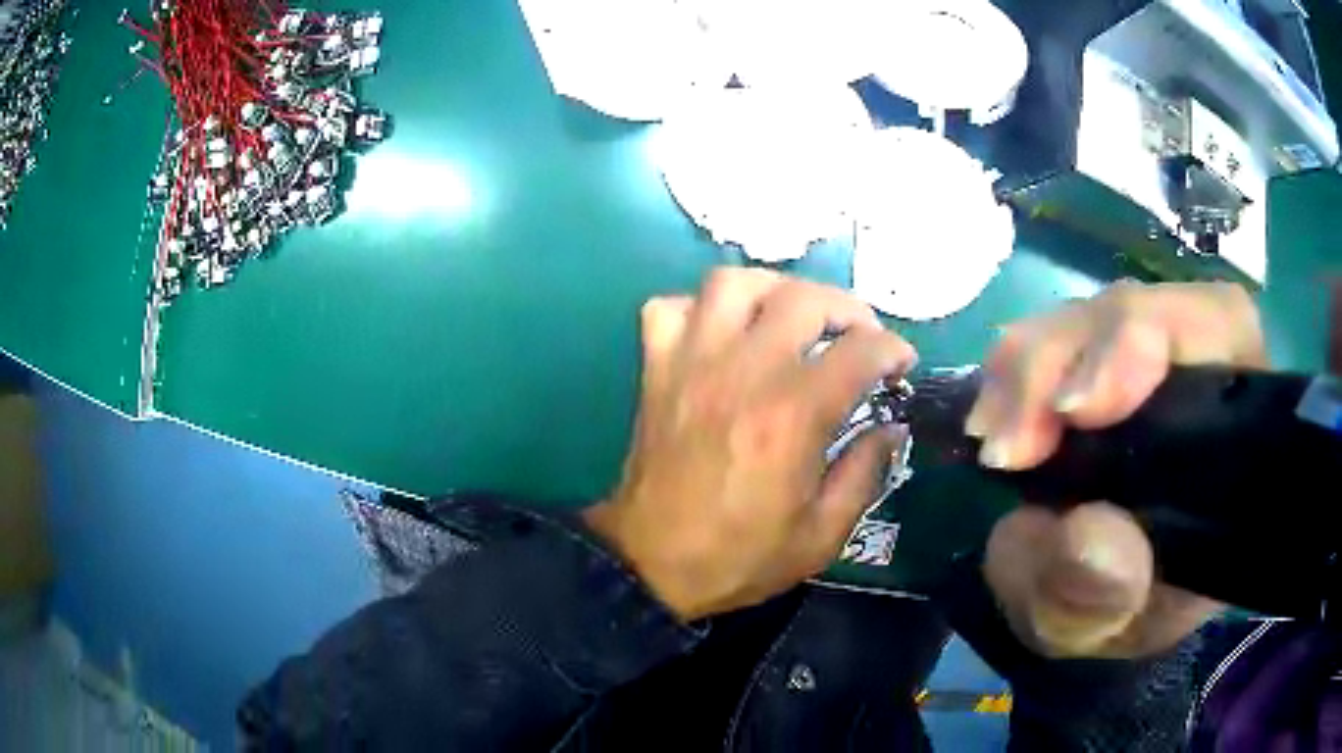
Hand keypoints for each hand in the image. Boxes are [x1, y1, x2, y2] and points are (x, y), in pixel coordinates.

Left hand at [584, 268, 916, 621]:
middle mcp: (744, 373)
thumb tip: (890, 428)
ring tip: (794, 318)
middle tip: (859, 337)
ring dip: (774, 290)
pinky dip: (702, 308)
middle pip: (803, 298)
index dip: (893, 349)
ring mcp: (692, 364)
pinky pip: (671, 308)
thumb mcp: (820, 536)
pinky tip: (724, 334)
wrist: (650, 564)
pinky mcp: (657, 370)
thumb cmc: (739, 556)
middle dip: (847, 308)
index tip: (901, 365)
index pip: (859, 350)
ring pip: (734, 283)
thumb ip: (864, 474)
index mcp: (792, 416)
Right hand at [973, 281, 1266, 658]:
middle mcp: (1191, 367)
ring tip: (994, 440)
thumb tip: (1085, 533)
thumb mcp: (1113, 627)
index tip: (1079, 411)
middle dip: (1063, 360)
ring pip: (1082, 317)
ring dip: (1026, 369)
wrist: (1096, 608)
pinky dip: (1009, 374)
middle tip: (1009, 446)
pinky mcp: (1087, 366)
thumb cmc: (1125, 614)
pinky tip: (991, 419)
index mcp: (1232, 425)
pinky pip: (1044, 339)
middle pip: (1132, 308)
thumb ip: (1102, 598)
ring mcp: (1134, 359)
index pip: (1217, 325)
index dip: (1148, 340)